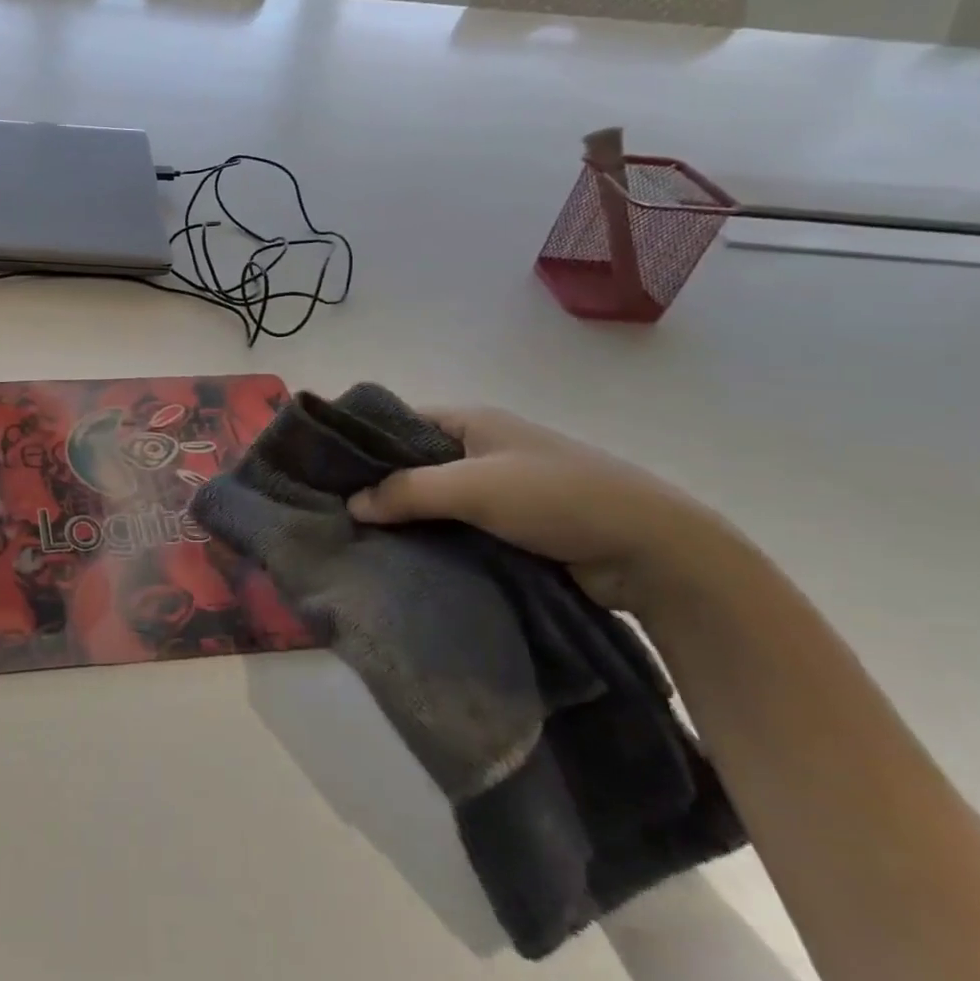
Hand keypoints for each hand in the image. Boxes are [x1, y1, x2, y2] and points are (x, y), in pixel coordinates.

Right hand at [347, 407, 747, 615]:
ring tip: (361, 541)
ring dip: (408, 518)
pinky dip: (434, 539)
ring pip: (435, 499)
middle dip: (380, 486)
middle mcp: (481, 449)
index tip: (326, 471)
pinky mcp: (514, 527)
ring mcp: (500, 489)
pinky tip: (405, 559)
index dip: (364, 442)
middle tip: (337, 513)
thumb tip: (350, 504)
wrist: (653, 550)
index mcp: (472, 421)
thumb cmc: (557, 497)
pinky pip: (459, 528)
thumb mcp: (473, 487)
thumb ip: (407, 491)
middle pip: (414, 463)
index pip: (400, 422)